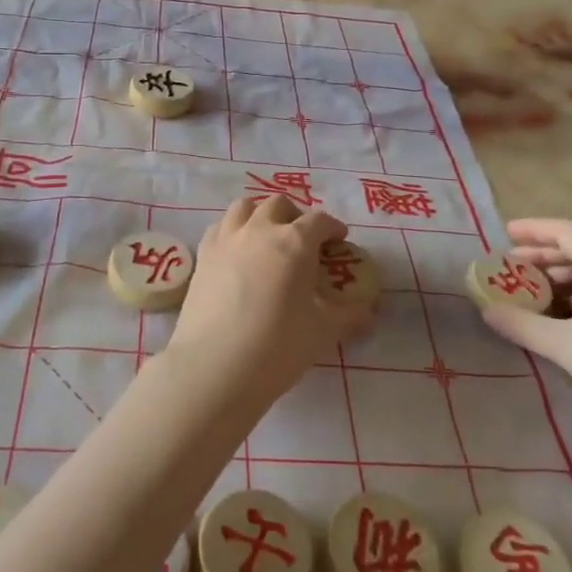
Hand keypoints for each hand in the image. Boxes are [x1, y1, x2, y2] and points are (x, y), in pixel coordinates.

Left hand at [165, 196, 369, 409]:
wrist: (214, 366)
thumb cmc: (277, 346)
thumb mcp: (324, 332)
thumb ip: (349, 316)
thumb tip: (368, 312)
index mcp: (295, 242)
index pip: (319, 221)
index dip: (333, 228)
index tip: (338, 241)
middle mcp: (259, 229)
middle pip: (279, 205)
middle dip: (295, 216)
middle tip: (303, 241)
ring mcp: (227, 239)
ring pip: (245, 207)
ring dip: (260, 215)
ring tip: (267, 239)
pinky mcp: (202, 256)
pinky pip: (220, 227)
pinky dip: (233, 231)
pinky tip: (237, 254)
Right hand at [481, 219, 571, 448]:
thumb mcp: (565, 346)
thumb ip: (523, 325)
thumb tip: (487, 310)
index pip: (567, 232)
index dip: (534, 229)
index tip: (505, 233)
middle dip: (543, 255)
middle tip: (512, 266)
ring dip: (559, 279)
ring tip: (531, 294)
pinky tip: (561, 322)